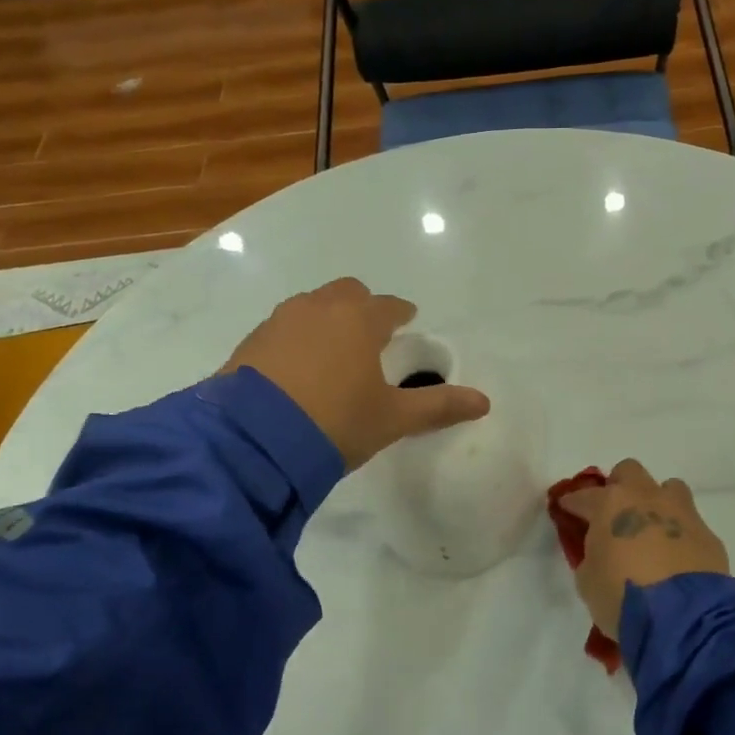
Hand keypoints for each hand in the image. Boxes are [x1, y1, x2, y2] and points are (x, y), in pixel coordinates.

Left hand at [217, 278, 489, 470]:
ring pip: (311, 307)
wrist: (254, 441)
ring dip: (325, 320)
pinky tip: (295, 370)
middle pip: (347, 293)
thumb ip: (438, 406)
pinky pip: (282, 329)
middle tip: (368, 337)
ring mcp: (279, 322)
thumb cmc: (337, 421)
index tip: (405, 324)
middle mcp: (319, 308)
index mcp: (359, 319)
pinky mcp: (250, 342)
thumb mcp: (392, 418)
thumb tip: (484, 402)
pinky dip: (295, 339)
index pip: (389, 306)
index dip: (400, 314)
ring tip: (331, 353)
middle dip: (361, 308)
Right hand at [555, 460, 729, 640]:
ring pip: (668, 488)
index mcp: (610, 504)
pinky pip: (690, 523)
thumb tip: (603, 552)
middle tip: (614, 513)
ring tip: (651, 529)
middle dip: (619, 486)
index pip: (584, 495)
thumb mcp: (588, 581)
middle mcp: (646, 498)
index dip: (573, 503)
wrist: (683, 617)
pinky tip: (676, 558)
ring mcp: (681, 512)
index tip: (568, 510)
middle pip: (629, 472)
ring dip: (657, 503)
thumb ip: (592, 557)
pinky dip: (679, 534)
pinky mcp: (708, 534)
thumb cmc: (622, 596)